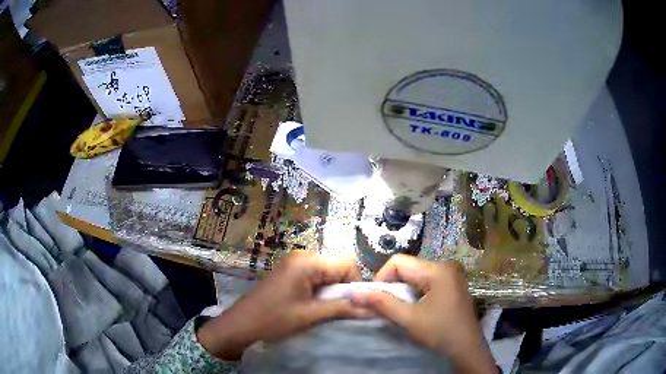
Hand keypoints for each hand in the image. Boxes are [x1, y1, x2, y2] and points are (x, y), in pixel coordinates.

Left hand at [197, 251, 367, 359]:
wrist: (241, 324)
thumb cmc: (273, 318)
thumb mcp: (310, 315)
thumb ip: (342, 309)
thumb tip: (372, 310)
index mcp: (307, 262)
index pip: (347, 263)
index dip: (355, 284)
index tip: (353, 305)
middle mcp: (302, 256)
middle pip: (337, 266)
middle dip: (343, 288)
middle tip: (337, 309)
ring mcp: (294, 263)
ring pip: (327, 273)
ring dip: (331, 291)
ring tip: (323, 309)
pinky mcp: (289, 272)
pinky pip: (315, 277)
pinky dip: (320, 290)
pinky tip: (312, 305)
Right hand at [358, 255, 496, 373]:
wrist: (467, 348)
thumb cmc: (439, 332)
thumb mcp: (408, 319)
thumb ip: (382, 304)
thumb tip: (356, 294)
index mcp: (437, 269)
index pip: (399, 261)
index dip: (382, 277)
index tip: (376, 298)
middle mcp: (445, 266)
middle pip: (408, 268)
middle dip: (392, 286)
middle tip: (386, 307)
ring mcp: (451, 276)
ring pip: (416, 276)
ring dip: (403, 292)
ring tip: (400, 311)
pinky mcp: (452, 285)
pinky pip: (427, 283)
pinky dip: (415, 294)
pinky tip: (415, 310)